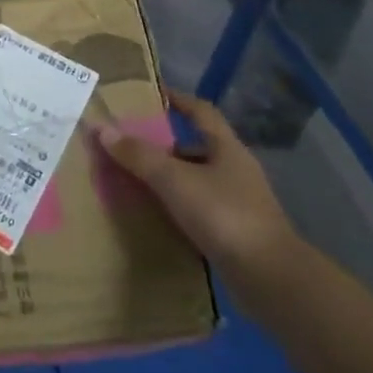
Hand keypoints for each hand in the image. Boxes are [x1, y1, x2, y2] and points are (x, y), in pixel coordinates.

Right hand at [93, 87, 300, 286]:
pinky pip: (199, 210)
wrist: (270, 278)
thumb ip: (138, 155)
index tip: (153, 95)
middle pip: (197, 147)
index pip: (202, 112)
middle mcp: (235, 171)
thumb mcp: (174, 180)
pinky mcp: (235, 234)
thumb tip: (102, 128)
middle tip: (130, 145)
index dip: (179, 100)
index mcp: (227, 148)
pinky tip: (155, 216)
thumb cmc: (223, 215)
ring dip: (169, 179)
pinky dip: (177, 209)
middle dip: (165, 145)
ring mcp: (238, 203)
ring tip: (135, 181)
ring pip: (197, 181)